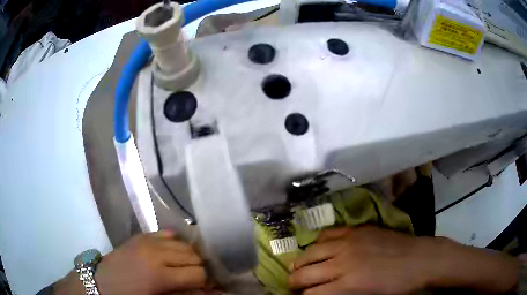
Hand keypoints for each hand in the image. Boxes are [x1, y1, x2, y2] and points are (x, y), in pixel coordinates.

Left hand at [54, 231, 206, 294]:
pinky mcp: (142, 235)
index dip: (206, 282)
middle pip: (194, 255)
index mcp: (159, 275)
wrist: (102, 282)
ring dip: (189, 256)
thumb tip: (211, 292)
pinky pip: (169, 234)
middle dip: (199, 268)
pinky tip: (172, 254)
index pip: (198, 273)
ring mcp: (148, 240)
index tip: (205, 287)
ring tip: (184, 267)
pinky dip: (176, 244)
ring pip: (185, 243)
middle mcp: (156, 253)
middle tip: (194, 278)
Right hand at [288, 227, 519, 294]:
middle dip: (294, 282)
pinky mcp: (357, 230)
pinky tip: (318, 248)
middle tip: (294, 286)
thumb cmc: (398, 286)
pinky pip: (327, 234)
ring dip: (302, 263)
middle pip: (304, 273)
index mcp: (348, 284)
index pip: (310, 294)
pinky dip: (317, 243)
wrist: (422, 259)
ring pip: (310, 252)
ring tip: (301, 268)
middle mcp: (344, 262)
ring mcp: (350, 242)